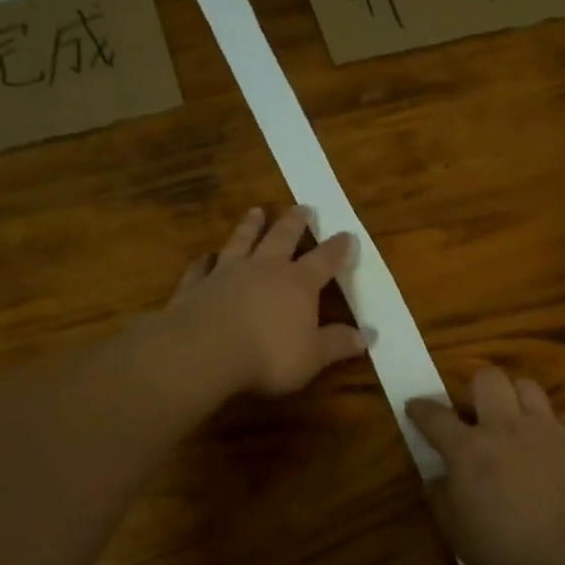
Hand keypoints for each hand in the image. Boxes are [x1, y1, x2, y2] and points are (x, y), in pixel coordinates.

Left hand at [164, 205, 372, 396]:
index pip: (324, 260)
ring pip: (241, 242)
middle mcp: (264, 269)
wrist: (203, 352)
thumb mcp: (313, 356)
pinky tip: (204, 257)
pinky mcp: (195, 286)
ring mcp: (226, 273)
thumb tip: (369, 336)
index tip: (347, 234)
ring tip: (256, 211)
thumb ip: (338, 344)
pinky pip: (201, 268)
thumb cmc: (268, 355)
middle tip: (302, 207)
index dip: (338, 248)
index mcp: (298, 283)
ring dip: (249, 227)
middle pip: (282, 238)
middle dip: (294, 223)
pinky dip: (203, 261)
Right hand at [406, 367, 564, 564]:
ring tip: (514, 418)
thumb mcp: (462, 537)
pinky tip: (549, 441)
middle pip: (487, 379)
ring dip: (515, 396)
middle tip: (476, 413)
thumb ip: (443, 503)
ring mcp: (545, 427)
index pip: (435, 417)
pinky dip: (549, 423)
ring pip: (526, 385)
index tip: (414, 406)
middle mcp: (504, 426)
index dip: (421, 409)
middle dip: (476, 388)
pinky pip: (559, 415)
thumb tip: (435, 481)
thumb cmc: (512, 544)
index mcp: (469, 450)